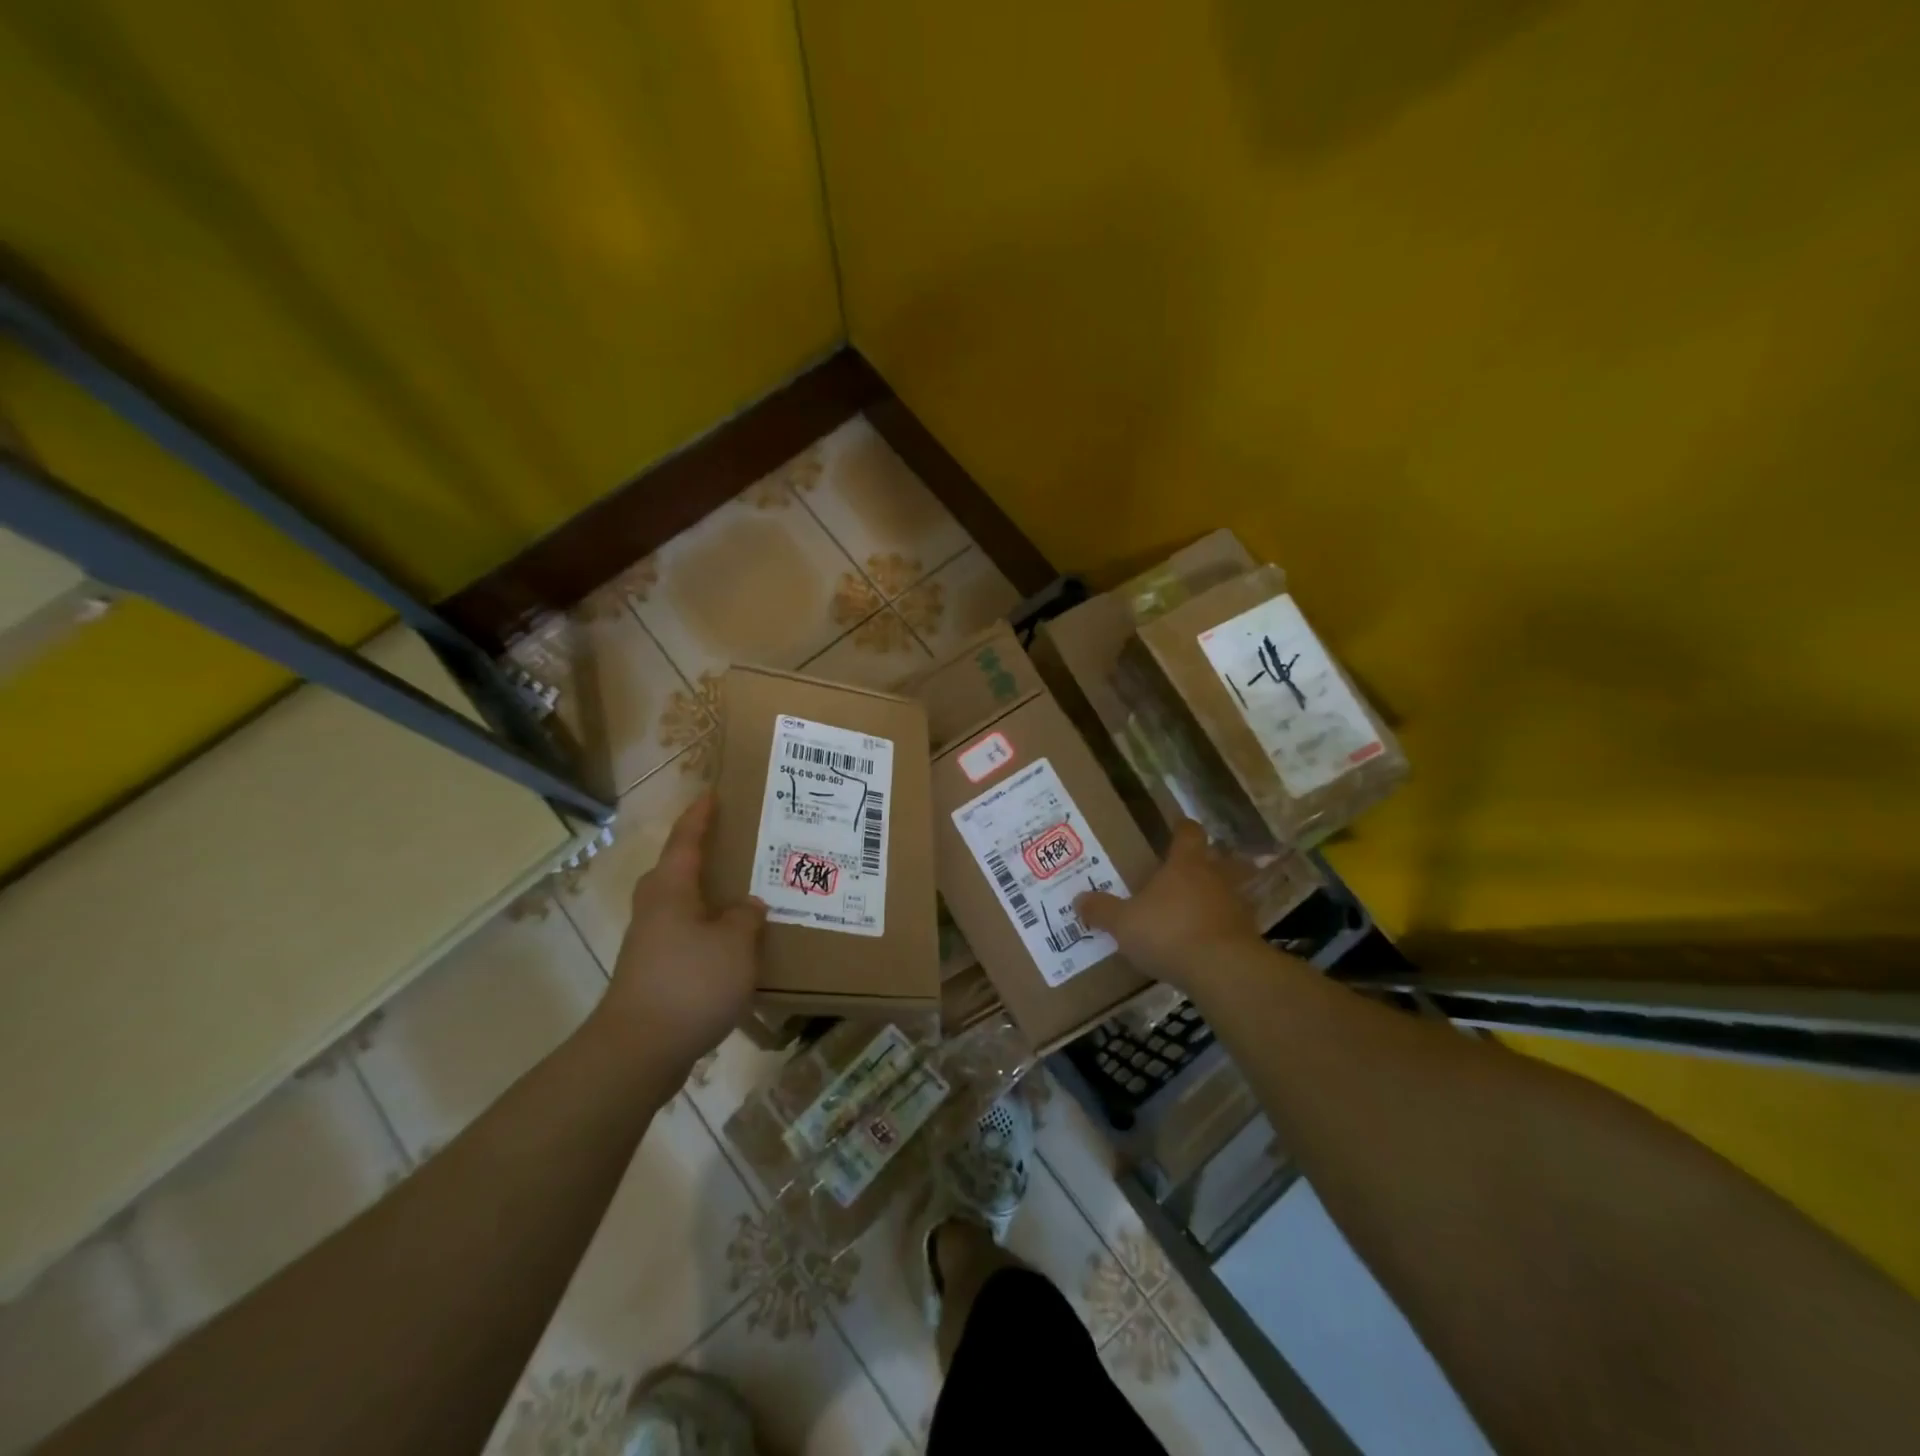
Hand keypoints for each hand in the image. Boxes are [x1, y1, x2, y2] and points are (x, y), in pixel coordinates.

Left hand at [598, 793, 766, 1072]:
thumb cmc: (690, 983)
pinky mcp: (653, 973)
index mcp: (671, 889)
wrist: (639, 1050)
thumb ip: (745, 918)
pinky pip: (686, 936)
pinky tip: (733, 947)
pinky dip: (708, 932)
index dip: (700, 816)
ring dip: (709, 898)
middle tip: (737, 847)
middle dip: (702, 857)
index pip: (686, 840)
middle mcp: (655, 909)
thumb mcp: (735, 944)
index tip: (713, 795)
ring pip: (682, 906)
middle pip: (677, 871)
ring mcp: (650, 942)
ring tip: (744, 897)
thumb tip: (746, 907)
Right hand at [1075, 819, 1260, 988]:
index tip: (1177, 827)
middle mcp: (1214, 877)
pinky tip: (1205, 942)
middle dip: (1202, 864)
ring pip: (1226, 891)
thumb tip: (1079, 899)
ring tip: (1194, 910)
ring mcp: (1236, 905)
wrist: (1223, 971)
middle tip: (1183, 873)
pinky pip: (1232, 924)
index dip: (1183, 828)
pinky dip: (1220, 928)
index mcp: (1185, 864)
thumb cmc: (1169, 932)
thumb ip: (1102, 910)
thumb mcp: (1124, 923)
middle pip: (1214, 860)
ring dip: (1214, 897)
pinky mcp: (1248, 935)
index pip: (1189, 833)